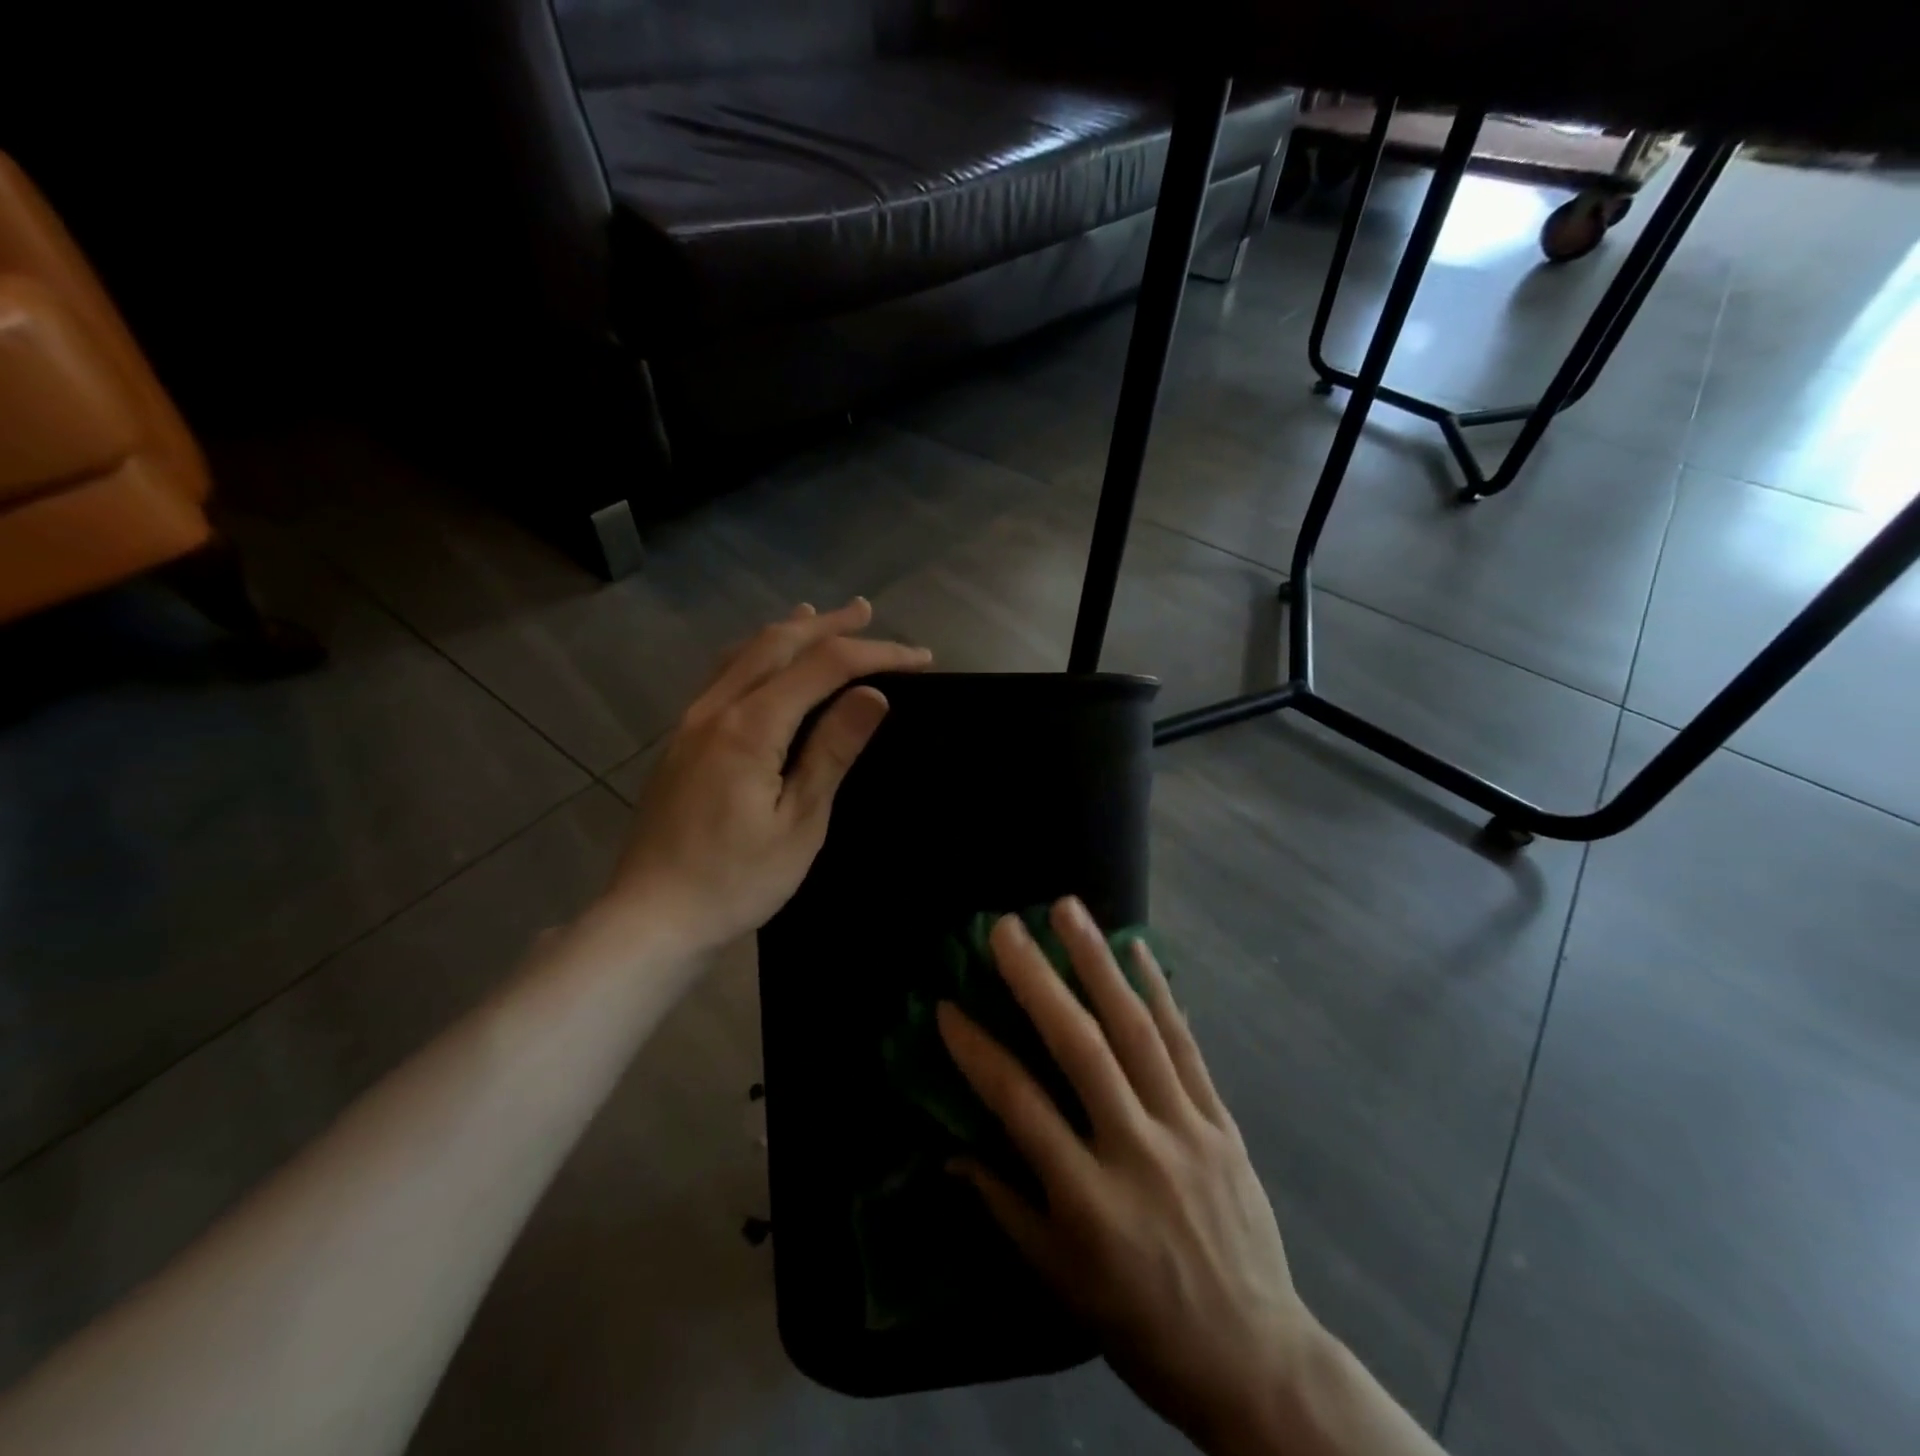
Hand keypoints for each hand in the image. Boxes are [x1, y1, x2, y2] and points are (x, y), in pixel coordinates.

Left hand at [606, 600, 930, 958]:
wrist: (653, 919)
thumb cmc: (736, 880)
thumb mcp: (800, 821)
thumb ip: (832, 751)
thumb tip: (873, 694)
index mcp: (749, 726)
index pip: (822, 667)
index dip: (875, 655)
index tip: (920, 659)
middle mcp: (715, 709)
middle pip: (777, 644)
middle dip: (827, 625)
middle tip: (867, 612)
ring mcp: (691, 722)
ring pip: (743, 653)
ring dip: (787, 631)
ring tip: (817, 615)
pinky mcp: (681, 741)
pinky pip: (722, 676)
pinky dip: (754, 654)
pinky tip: (762, 661)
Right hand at [938, 900, 1321, 1454]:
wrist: (1255, 1360)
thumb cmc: (1142, 1326)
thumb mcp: (1061, 1280)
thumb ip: (1005, 1207)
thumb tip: (952, 1153)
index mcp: (1087, 1201)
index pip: (1020, 1107)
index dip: (978, 1053)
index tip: (947, 1007)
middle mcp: (1135, 1151)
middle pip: (1081, 1049)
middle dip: (1038, 980)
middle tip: (1007, 927)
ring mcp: (1186, 1130)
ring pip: (1136, 1031)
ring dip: (1098, 963)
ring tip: (1069, 911)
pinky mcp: (1222, 1122)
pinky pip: (1187, 1046)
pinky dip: (1160, 992)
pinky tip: (1137, 949)